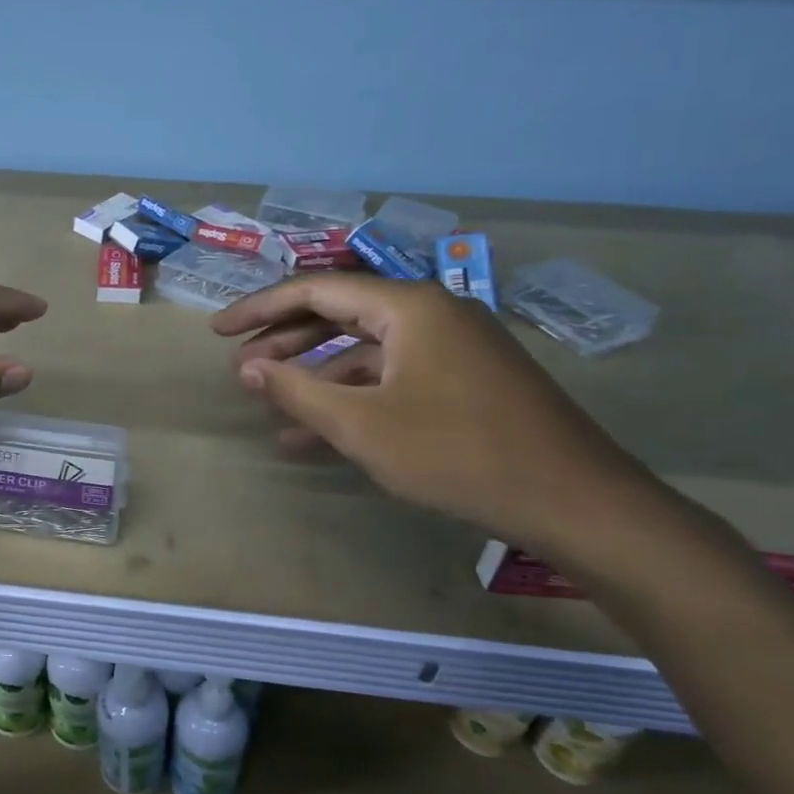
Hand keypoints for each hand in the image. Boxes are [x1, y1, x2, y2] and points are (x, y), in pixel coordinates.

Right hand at [210, 274, 656, 559]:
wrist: (576, 502)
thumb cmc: (457, 454)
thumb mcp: (361, 425)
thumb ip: (296, 390)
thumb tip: (246, 367)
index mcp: (408, 307)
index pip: (316, 291)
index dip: (260, 309)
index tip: (217, 331)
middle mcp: (432, 314)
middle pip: (341, 316)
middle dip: (286, 342)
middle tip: (239, 366)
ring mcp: (454, 348)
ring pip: (367, 353)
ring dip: (318, 380)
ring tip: (271, 412)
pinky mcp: (467, 381)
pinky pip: (395, 379)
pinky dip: (356, 400)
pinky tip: (321, 437)